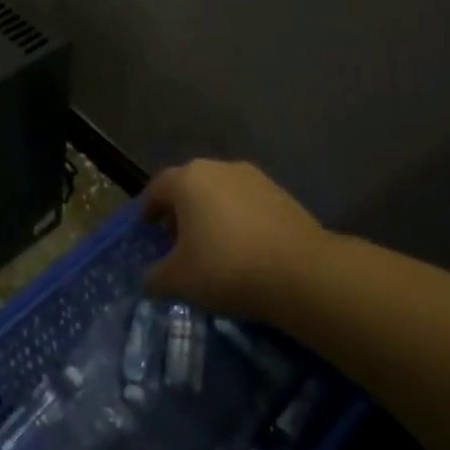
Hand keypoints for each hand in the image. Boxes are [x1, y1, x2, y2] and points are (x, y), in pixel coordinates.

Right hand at [144, 159, 326, 319]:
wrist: (302, 273)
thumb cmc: (226, 268)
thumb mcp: (178, 280)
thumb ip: (155, 277)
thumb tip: (150, 279)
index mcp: (187, 179)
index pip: (157, 188)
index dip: (148, 210)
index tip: (147, 231)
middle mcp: (219, 168)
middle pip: (190, 187)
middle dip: (181, 212)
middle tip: (178, 242)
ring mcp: (255, 178)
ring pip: (221, 194)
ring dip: (212, 215)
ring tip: (213, 248)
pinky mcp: (283, 195)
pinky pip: (248, 205)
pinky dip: (240, 221)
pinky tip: (244, 250)